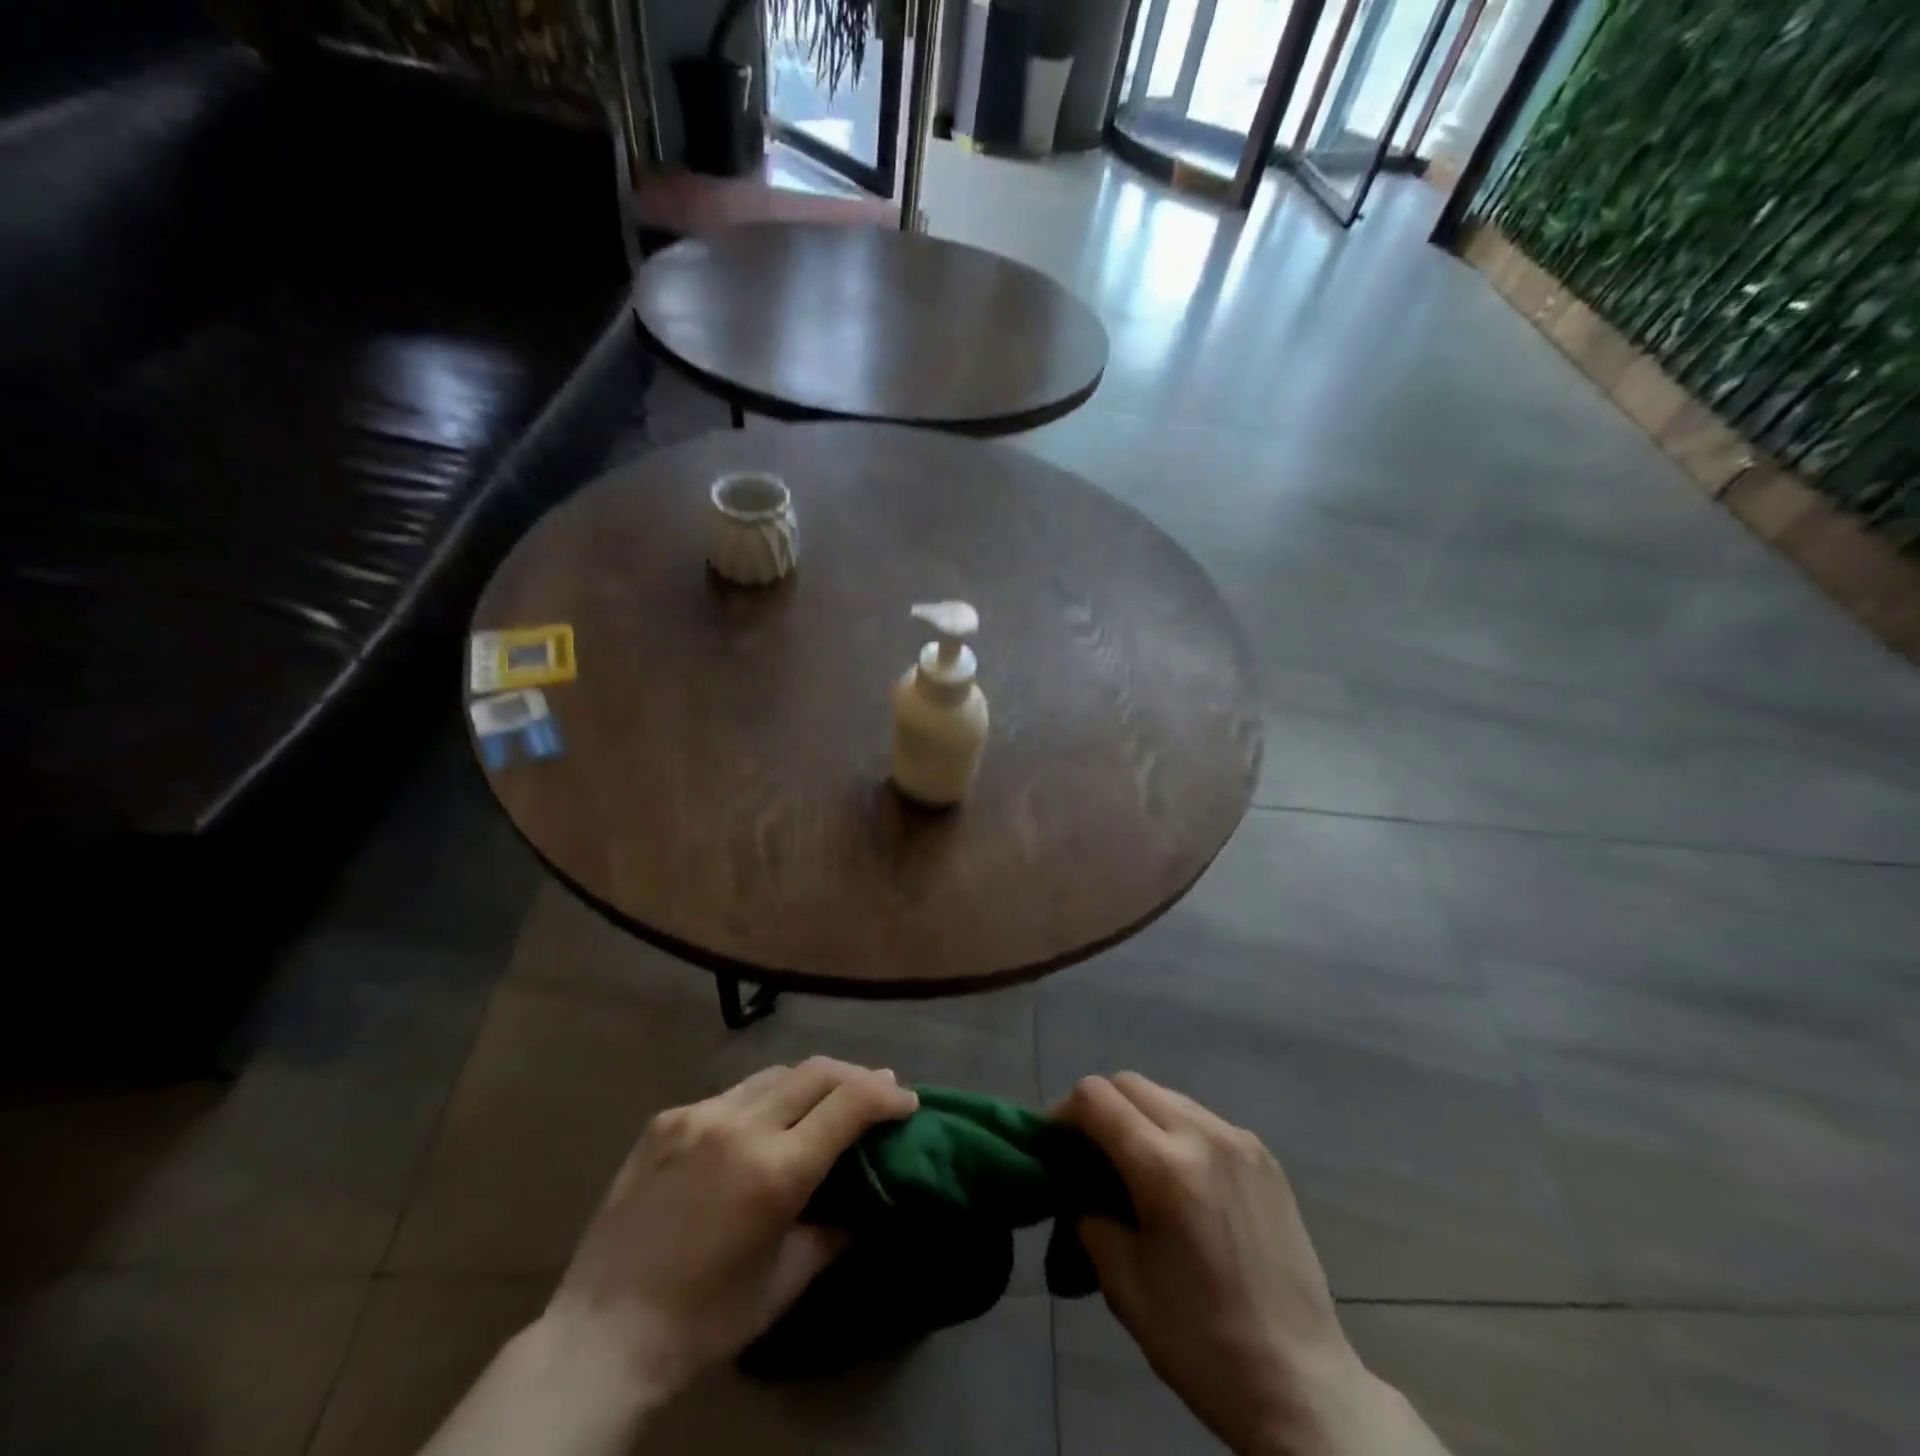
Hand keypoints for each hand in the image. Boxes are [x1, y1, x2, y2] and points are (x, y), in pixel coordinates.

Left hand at [545, 1058, 918, 1402]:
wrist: (601, 1334)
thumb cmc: (704, 1320)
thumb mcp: (783, 1283)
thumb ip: (831, 1232)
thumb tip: (860, 1199)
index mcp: (775, 1171)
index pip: (850, 1104)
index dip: (887, 1095)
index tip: (908, 1101)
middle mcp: (740, 1126)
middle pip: (818, 1071)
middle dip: (857, 1076)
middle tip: (878, 1090)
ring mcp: (699, 1115)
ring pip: (775, 1074)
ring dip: (811, 1081)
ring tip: (825, 1100)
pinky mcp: (667, 1118)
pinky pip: (731, 1094)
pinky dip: (762, 1100)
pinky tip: (759, 1125)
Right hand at [1055, 1074, 1445, 1455]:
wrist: (1301, 1385)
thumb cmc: (1201, 1342)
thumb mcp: (1124, 1286)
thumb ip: (1090, 1218)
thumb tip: (1078, 1189)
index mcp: (1165, 1166)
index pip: (1095, 1097)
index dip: (1064, 1114)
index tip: (1056, 1148)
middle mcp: (1203, 1135)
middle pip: (1129, 1083)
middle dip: (1099, 1109)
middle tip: (1090, 1156)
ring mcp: (1240, 1141)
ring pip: (1167, 1096)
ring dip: (1138, 1116)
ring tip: (1136, 1168)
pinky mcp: (1265, 1156)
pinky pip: (1203, 1119)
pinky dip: (1176, 1131)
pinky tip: (1182, 1182)